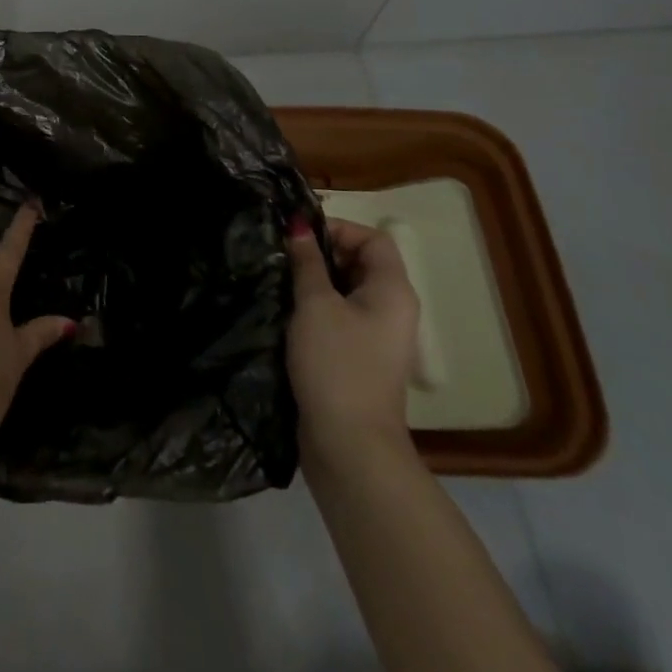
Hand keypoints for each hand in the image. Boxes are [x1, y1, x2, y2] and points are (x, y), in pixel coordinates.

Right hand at [286, 215, 420, 466]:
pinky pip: (340, 316)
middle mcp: (392, 309)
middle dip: (322, 253)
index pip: (373, 238)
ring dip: (315, 280)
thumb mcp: (315, 304)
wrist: (349, 445)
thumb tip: (298, 225)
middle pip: (360, 262)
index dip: (338, 229)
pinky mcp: (358, 357)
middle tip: (284, 256)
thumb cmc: (336, 364)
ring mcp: (376, 336)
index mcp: (392, 290)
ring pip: (346, 290)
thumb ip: (306, 262)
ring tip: (280, 280)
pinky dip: (316, 307)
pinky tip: (286, 311)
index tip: (299, 236)